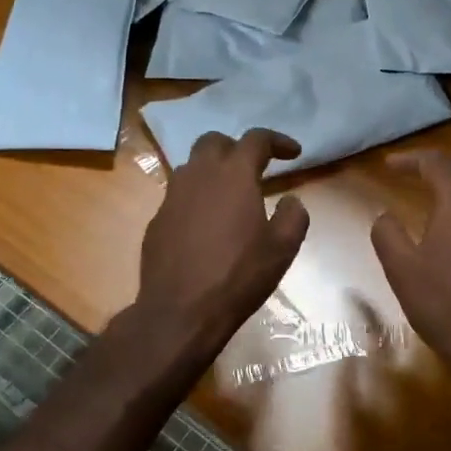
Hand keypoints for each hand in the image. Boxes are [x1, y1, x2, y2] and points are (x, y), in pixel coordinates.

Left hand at [134, 129, 310, 364]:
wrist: (181, 311)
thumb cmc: (238, 276)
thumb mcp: (282, 248)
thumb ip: (294, 215)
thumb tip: (290, 201)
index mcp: (234, 175)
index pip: (256, 139)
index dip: (278, 141)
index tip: (293, 153)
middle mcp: (199, 175)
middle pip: (214, 141)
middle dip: (236, 146)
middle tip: (254, 167)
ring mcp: (172, 196)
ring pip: (192, 166)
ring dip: (213, 170)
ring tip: (229, 194)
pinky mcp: (157, 220)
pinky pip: (178, 195)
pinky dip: (196, 198)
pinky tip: (206, 225)